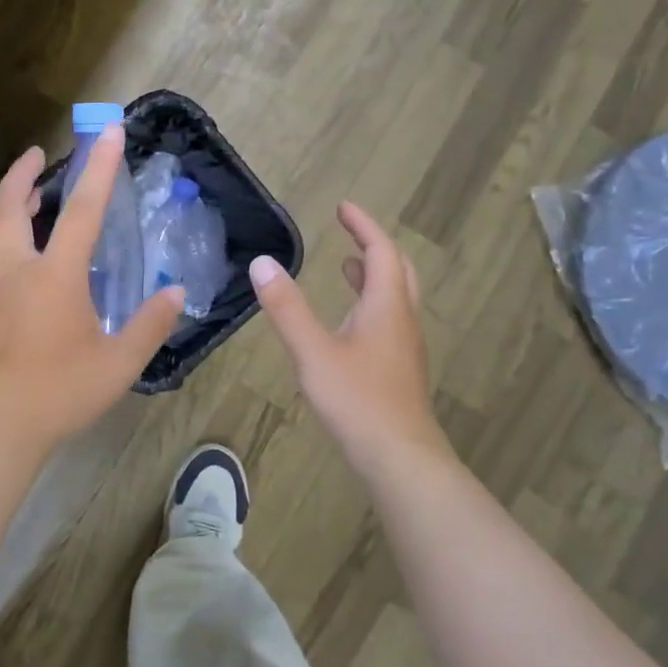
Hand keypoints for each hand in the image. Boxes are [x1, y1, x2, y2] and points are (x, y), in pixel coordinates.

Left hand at [0, 125, 184, 456]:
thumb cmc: (62, 392)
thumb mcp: (119, 363)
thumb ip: (150, 324)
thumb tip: (175, 293)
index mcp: (55, 276)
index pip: (83, 210)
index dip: (99, 167)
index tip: (109, 132)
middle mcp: (16, 271)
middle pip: (9, 206)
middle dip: (23, 172)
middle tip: (39, 154)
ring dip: (7, 206)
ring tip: (27, 200)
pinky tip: (15, 262)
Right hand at [249, 202, 441, 469]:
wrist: (400, 459)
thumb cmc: (357, 400)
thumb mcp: (312, 351)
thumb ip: (287, 307)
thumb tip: (262, 263)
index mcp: (385, 306)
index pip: (381, 251)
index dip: (363, 226)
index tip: (343, 207)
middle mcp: (402, 319)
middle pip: (397, 270)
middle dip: (374, 246)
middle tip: (350, 231)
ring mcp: (404, 347)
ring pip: (395, 297)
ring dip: (373, 275)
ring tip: (347, 266)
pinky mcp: (399, 370)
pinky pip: (389, 320)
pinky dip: (370, 303)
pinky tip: (349, 323)